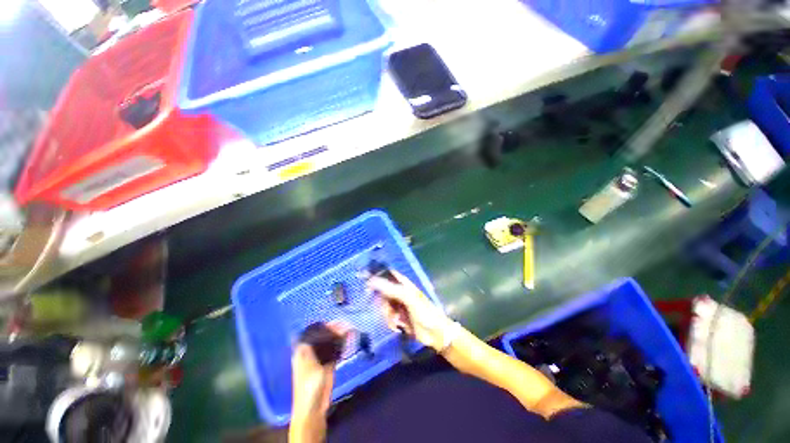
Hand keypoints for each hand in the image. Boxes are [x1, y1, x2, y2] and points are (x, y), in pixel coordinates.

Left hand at [290, 323, 346, 442]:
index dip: (324, 325)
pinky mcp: (327, 364)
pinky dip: (341, 345)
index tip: (336, 321)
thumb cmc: (310, 385)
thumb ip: (328, 346)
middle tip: (347, 325)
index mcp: (303, 350)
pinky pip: (334, 351)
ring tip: (350, 330)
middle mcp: (310, 352)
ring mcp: (319, 358)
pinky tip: (348, 340)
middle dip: (334, 329)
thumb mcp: (316, 364)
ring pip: (330, 342)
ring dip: (339, 336)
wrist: (312, 407)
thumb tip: (335, 330)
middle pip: (323, 336)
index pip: (313, 332)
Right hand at [368, 271, 451, 350]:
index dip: (375, 276)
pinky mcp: (397, 317)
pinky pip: (386, 317)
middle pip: (381, 292)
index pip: (385, 274)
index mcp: (402, 283)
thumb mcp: (408, 298)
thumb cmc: (424, 312)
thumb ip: (391, 289)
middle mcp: (398, 292)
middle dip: (381, 302)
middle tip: (386, 310)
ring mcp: (397, 305)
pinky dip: (390, 322)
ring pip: (382, 306)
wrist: (435, 334)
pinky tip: (397, 326)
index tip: (363, 282)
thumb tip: (371, 280)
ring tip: (396, 320)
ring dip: (387, 315)